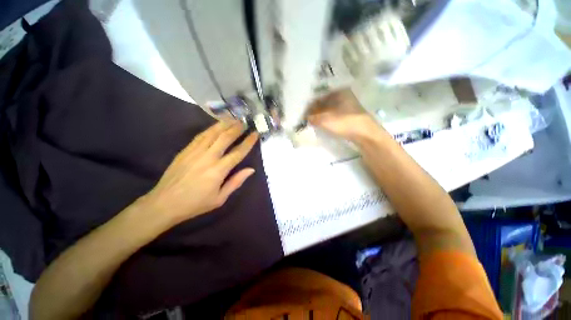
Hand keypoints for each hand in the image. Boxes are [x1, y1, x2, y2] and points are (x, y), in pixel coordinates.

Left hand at [144, 121, 258, 223]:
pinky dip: (209, 129)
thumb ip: (234, 183)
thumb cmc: (194, 204)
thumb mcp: (218, 200)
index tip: (255, 133)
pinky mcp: (186, 149)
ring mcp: (195, 151)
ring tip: (232, 118)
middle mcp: (208, 156)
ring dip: (224, 124)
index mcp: (218, 170)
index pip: (237, 152)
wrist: (167, 201)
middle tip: (245, 121)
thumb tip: (250, 170)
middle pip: (225, 137)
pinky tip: (214, 126)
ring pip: (212, 132)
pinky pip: (200, 135)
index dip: (248, 142)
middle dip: (237, 128)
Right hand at [308, 89, 385, 142]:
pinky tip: (319, 124)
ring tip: (308, 120)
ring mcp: (348, 106)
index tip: (299, 109)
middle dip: (313, 108)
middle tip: (302, 115)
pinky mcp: (350, 116)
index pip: (318, 93)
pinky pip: (334, 115)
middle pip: (323, 101)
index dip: (307, 101)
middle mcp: (343, 95)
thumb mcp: (325, 120)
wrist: (367, 136)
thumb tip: (303, 117)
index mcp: (338, 90)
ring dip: (319, 114)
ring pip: (328, 108)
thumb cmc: (346, 123)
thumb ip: (311, 117)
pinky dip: (326, 119)